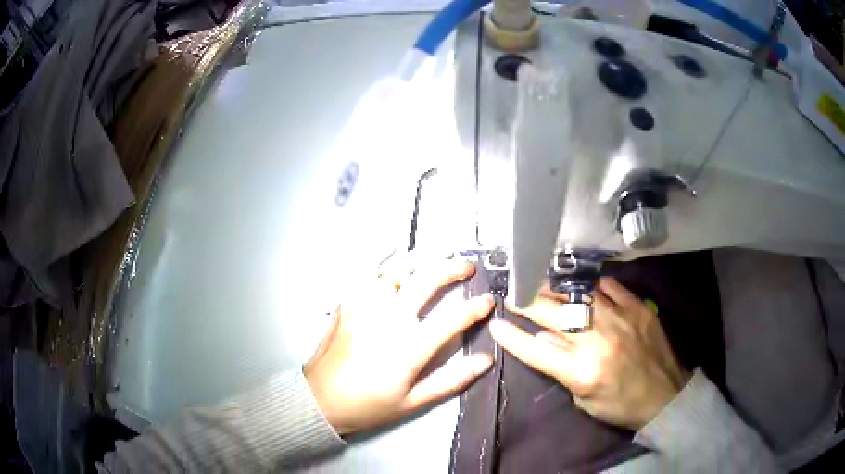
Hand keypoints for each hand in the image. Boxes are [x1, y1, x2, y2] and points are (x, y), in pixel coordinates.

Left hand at [304, 254, 494, 434]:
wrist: (321, 399)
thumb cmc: (369, 405)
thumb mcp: (413, 402)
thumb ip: (451, 380)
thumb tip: (485, 360)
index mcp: (409, 347)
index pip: (453, 319)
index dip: (476, 307)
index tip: (489, 301)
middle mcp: (389, 319)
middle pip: (427, 281)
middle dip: (453, 268)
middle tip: (467, 266)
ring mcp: (366, 307)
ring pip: (397, 270)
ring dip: (422, 259)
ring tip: (438, 254)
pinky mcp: (348, 304)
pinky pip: (370, 276)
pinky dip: (387, 265)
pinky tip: (397, 263)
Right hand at [489, 277, 689, 429]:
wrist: (665, 395)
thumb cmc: (619, 405)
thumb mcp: (583, 399)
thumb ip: (561, 368)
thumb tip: (542, 338)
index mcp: (582, 371)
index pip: (536, 349)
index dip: (512, 336)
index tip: (496, 323)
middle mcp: (598, 341)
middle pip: (552, 315)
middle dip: (527, 304)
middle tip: (514, 295)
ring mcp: (620, 319)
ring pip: (578, 295)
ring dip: (554, 289)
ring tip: (540, 284)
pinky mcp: (637, 307)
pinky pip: (608, 287)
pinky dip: (590, 286)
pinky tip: (580, 286)